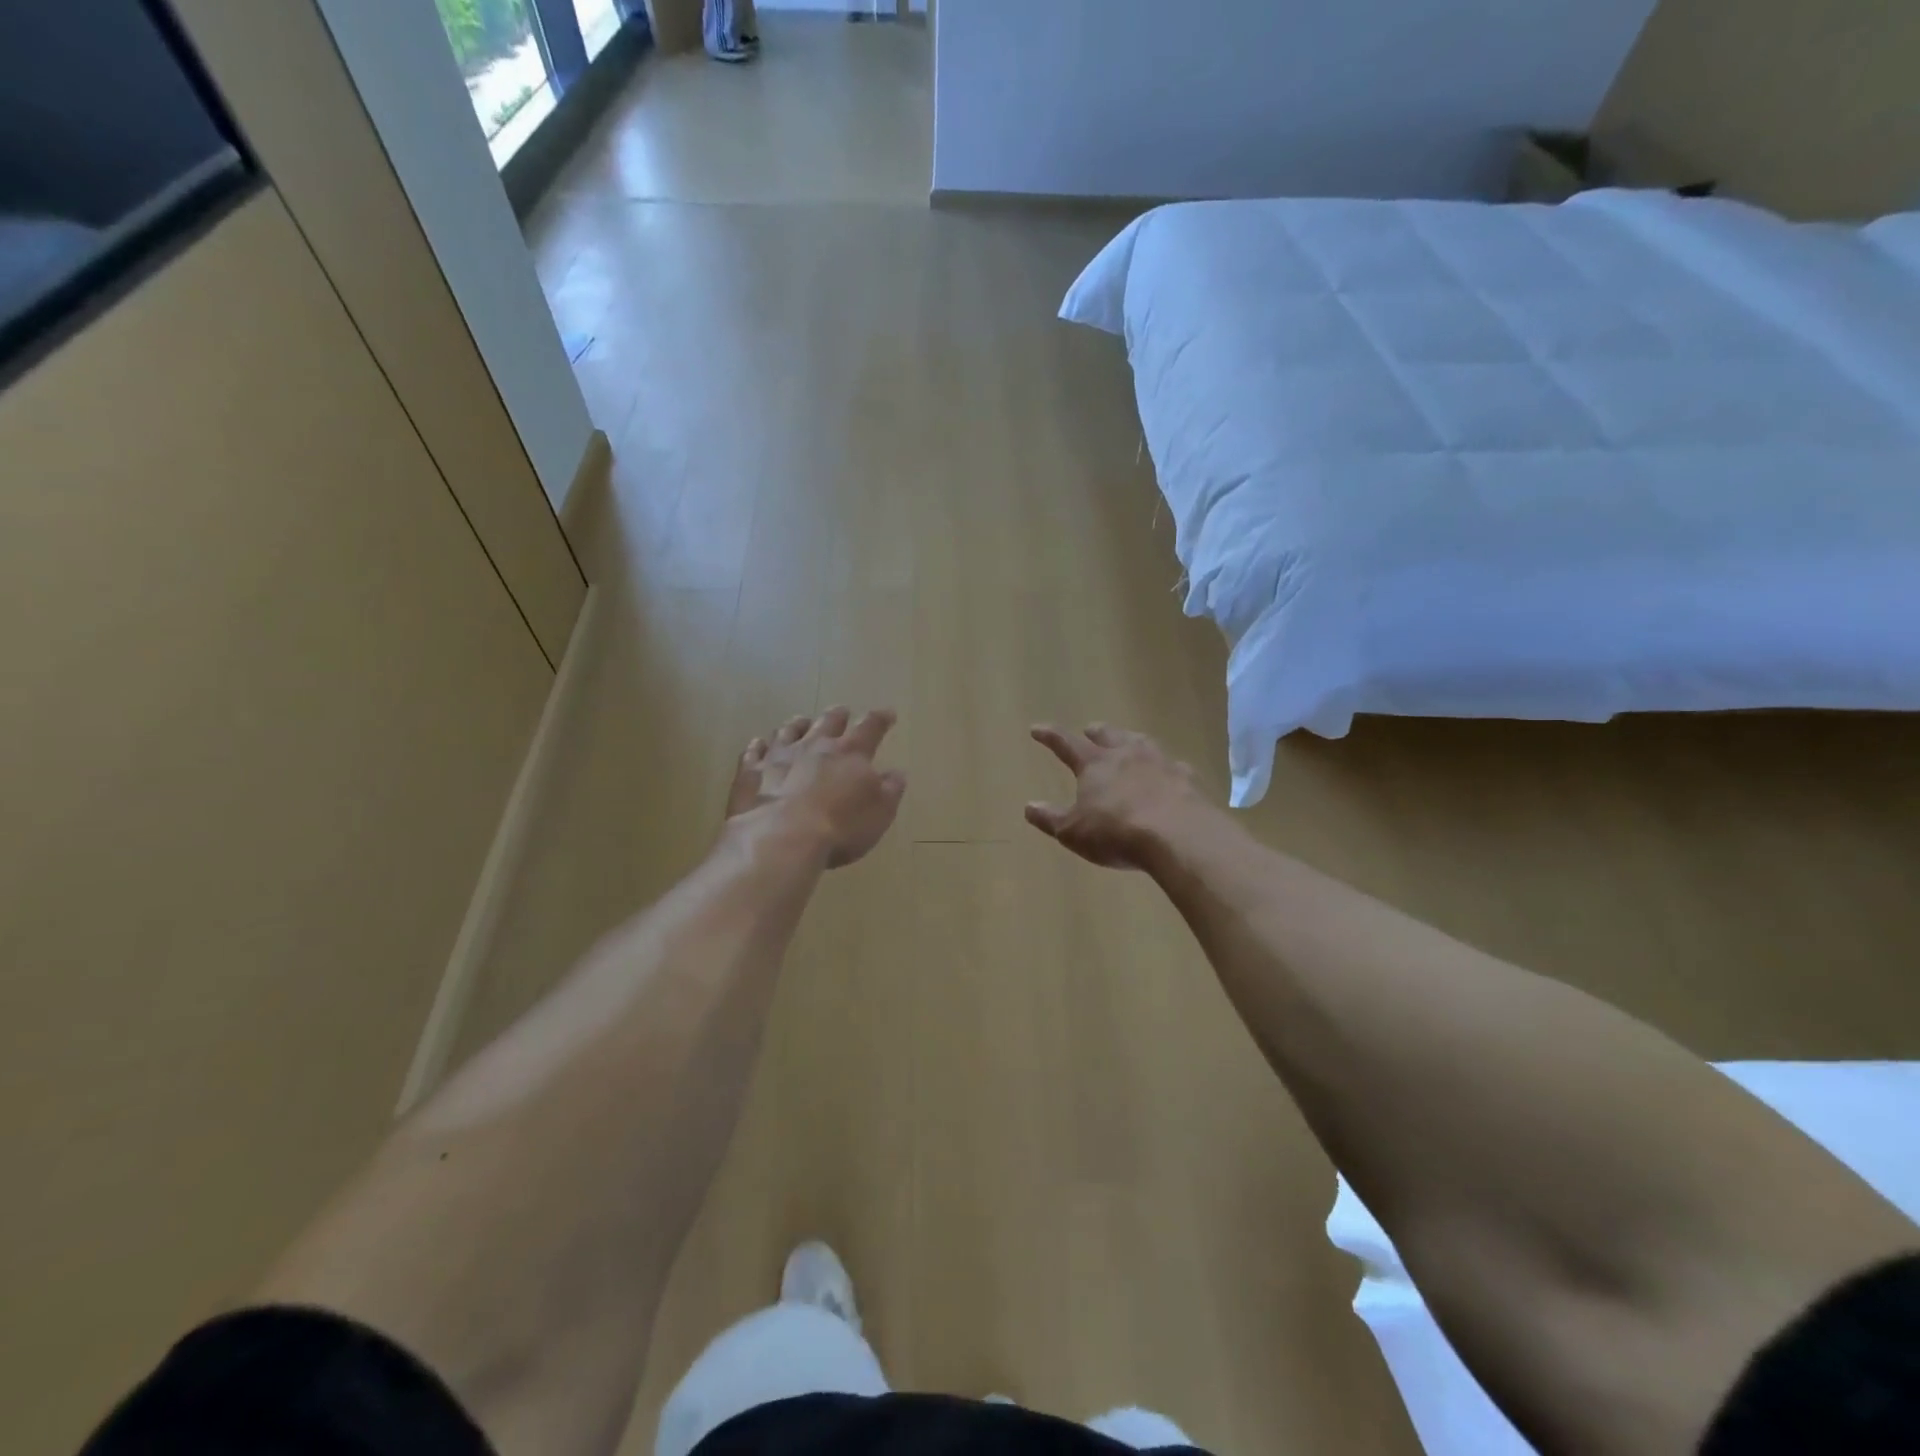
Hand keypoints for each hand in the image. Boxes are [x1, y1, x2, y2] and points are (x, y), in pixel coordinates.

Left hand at [727, 708, 905, 867]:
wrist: (781, 839)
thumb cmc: (840, 827)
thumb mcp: (880, 813)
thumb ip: (890, 790)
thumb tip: (896, 773)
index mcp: (850, 753)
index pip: (870, 727)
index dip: (880, 719)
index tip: (888, 714)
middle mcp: (815, 746)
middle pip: (828, 722)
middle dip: (837, 715)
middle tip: (842, 711)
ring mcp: (779, 755)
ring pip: (789, 731)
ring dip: (798, 725)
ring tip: (801, 722)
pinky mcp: (751, 771)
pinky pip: (754, 751)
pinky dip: (759, 746)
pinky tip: (759, 744)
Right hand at [1026, 723, 1207, 869]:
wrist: (1179, 835)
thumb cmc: (1116, 832)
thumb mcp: (1073, 831)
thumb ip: (1050, 818)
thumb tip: (1029, 806)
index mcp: (1095, 764)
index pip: (1066, 743)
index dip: (1050, 736)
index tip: (1037, 728)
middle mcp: (1127, 754)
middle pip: (1108, 735)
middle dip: (1097, 732)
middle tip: (1091, 729)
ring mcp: (1161, 763)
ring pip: (1142, 743)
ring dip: (1131, 740)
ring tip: (1129, 741)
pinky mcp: (1187, 778)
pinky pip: (1173, 766)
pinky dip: (1165, 767)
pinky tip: (1169, 773)